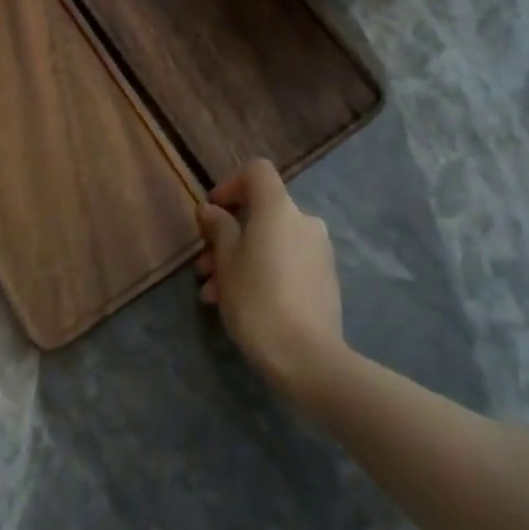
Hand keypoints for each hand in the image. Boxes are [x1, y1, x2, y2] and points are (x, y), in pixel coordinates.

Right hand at [195, 159, 347, 399]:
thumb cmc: (258, 300)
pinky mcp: (325, 279)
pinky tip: (240, 305)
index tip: (212, 212)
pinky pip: (286, 262)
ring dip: (241, 259)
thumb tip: (212, 211)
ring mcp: (319, 251)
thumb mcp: (226, 263)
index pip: (257, 172)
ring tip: (214, 294)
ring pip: (271, 242)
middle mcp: (304, 221)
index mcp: (279, 208)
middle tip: (203, 267)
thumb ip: (218, 229)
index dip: (230, 184)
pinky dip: (263, 272)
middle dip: (228, 235)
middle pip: (261, 212)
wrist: (308, 357)